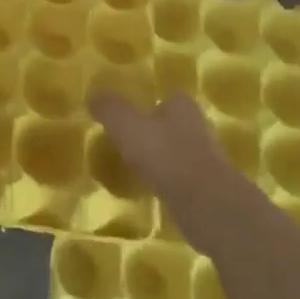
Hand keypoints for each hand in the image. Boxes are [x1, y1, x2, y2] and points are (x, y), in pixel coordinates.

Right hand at [89, 90, 234, 208]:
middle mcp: (198, 128)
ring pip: (178, 152)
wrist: (205, 204)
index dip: (152, 103)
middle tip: (130, 140)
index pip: (170, 97)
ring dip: (162, 158)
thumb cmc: (165, 155)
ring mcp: (205, 160)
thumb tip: (92, 94)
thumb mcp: (127, 126)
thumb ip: (110, 109)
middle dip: (157, 131)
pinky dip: (168, 182)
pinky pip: (181, 179)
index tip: (133, 114)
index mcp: (182, 108)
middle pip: (175, 124)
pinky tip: (151, 189)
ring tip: (137, 166)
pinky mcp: (207, 189)